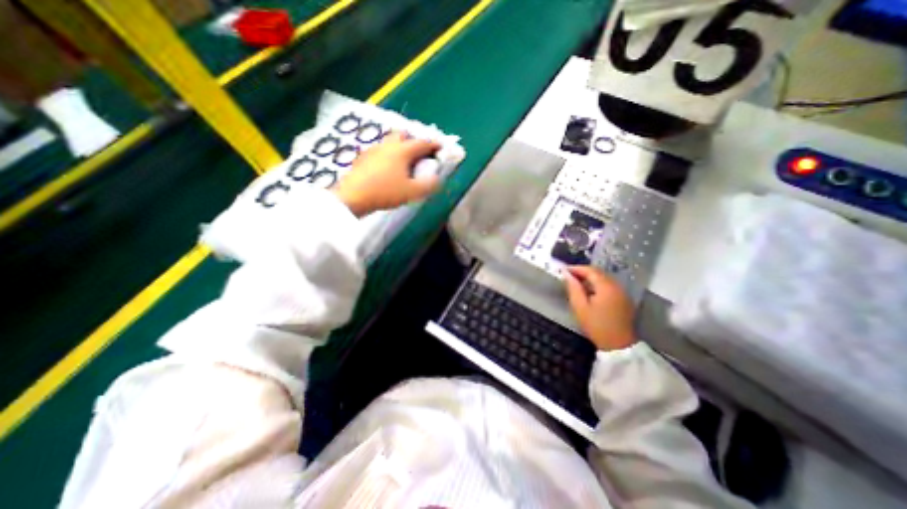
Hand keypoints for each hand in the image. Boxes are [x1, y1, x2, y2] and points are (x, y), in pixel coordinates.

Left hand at [334, 132, 444, 215]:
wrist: (353, 197)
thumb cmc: (385, 192)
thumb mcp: (412, 192)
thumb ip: (428, 185)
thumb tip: (438, 179)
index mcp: (402, 150)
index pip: (422, 143)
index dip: (434, 144)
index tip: (441, 147)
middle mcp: (388, 145)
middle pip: (403, 135)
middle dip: (414, 141)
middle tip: (421, 153)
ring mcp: (374, 150)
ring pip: (390, 142)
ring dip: (401, 148)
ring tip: (405, 162)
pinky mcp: (363, 158)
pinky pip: (381, 151)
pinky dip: (389, 155)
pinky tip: (388, 168)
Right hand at [565, 267, 631, 349]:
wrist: (618, 345)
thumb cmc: (597, 326)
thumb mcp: (580, 307)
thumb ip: (573, 288)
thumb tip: (566, 274)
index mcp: (606, 287)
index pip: (590, 270)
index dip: (576, 268)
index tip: (563, 270)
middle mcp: (616, 286)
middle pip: (598, 272)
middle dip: (583, 272)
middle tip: (568, 275)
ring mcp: (622, 292)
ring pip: (604, 278)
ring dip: (590, 278)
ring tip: (576, 282)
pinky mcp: (623, 299)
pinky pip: (608, 285)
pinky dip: (597, 284)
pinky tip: (589, 291)